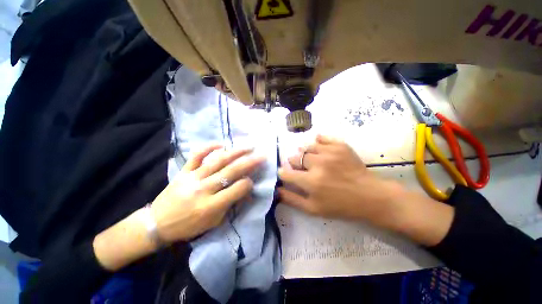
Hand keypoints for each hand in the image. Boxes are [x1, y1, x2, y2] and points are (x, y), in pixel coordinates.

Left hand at [94, 144, 264, 270]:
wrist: (157, 224)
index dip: (249, 183)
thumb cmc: (189, 226)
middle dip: (250, 162)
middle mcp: (204, 189)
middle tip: (262, 155)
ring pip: (218, 161)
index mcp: (211, 205)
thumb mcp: (214, 222)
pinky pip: (197, 156)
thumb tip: (246, 191)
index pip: (237, 189)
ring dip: (235, 152)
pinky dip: (209, 148)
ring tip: (248, 147)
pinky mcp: (184, 171)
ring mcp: (193, 177)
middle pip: (231, 172)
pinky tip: (221, 144)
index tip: (254, 179)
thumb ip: (231, 204)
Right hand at [278, 135, 453, 245]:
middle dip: (295, 164)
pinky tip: (320, 149)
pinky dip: (318, 142)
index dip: (284, 173)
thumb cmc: (340, 206)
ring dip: (305, 154)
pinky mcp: (340, 145)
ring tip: (313, 161)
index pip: (285, 172)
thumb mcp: (313, 209)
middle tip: (304, 170)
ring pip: (306, 147)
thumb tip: (276, 189)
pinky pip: (321, 138)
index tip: (287, 174)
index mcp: (310, 182)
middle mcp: (318, 164)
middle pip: (294, 157)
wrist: (370, 196)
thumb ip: (292, 199)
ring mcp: (330, 152)